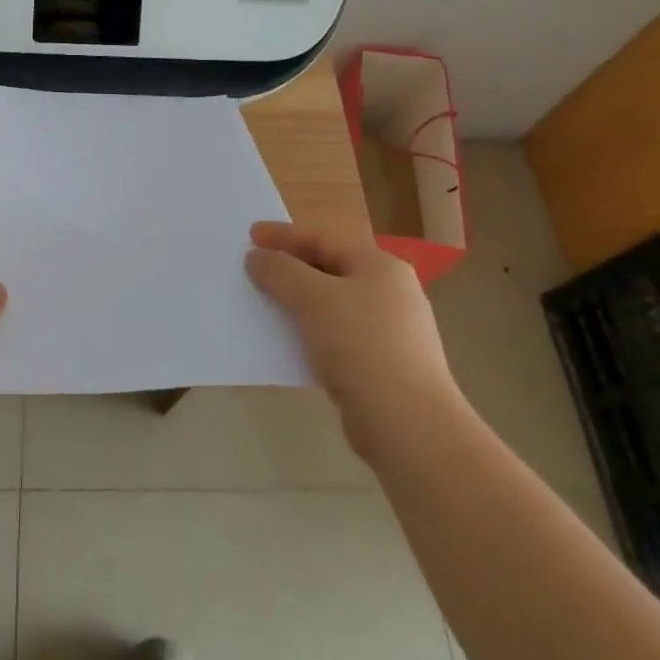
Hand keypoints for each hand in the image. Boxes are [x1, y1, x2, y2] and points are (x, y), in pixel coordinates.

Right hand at [247, 221, 457, 452]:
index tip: (251, 236)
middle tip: (255, 268)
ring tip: (265, 304)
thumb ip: (280, 271)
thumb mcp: (313, 298)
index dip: (285, 235)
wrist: (408, 425)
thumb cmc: (361, 345)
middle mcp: (390, 293)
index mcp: (380, 266)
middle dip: (290, 268)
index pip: (325, 238)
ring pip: (333, 305)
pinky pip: (337, 337)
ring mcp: (391, 332)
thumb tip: (257, 258)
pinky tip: (288, 343)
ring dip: (298, 302)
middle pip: (331, 268)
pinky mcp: (383, 366)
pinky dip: (310, 333)